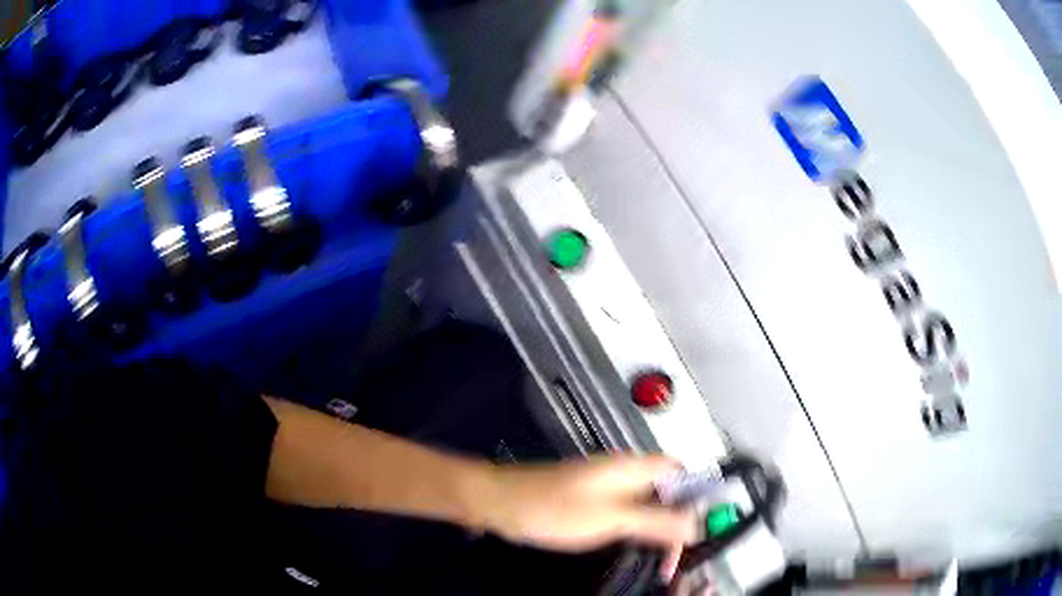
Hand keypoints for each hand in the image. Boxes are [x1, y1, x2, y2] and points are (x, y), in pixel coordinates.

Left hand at [482, 454, 697, 580]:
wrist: (502, 503)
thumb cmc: (553, 507)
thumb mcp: (611, 519)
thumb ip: (655, 521)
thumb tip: (694, 523)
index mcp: (632, 467)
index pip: (681, 470)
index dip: (698, 493)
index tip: (704, 522)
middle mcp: (623, 471)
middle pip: (667, 488)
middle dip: (679, 516)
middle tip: (680, 548)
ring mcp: (606, 484)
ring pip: (647, 502)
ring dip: (659, 525)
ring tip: (663, 553)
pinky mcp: (592, 498)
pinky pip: (627, 510)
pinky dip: (637, 527)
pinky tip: (635, 544)